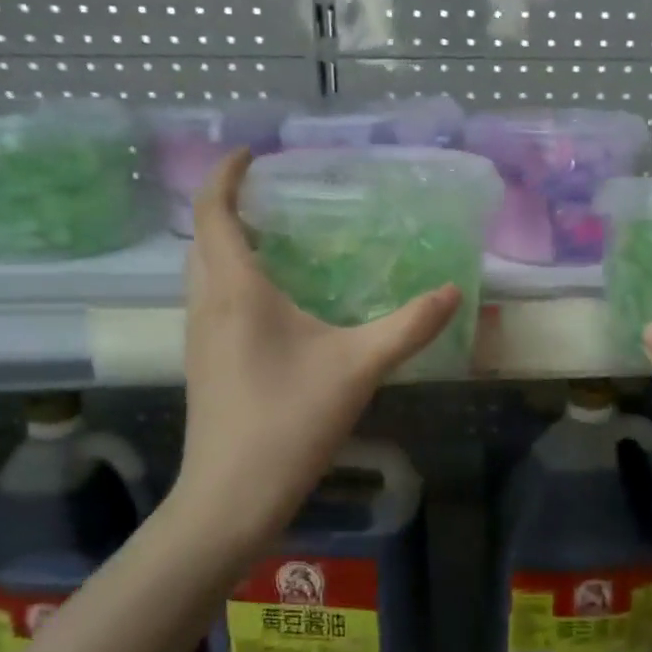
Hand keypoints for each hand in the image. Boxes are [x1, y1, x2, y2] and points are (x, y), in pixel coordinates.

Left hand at [175, 150, 460, 546]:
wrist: (230, 497)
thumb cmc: (289, 422)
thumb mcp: (359, 368)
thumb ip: (408, 326)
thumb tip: (452, 292)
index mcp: (236, 290)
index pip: (214, 212)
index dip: (226, 175)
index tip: (250, 153)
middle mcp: (207, 305)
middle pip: (202, 239)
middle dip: (227, 207)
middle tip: (271, 198)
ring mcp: (199, 338)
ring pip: (202, 273)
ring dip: (226, 246)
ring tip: (273, 240)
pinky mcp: (204, 365)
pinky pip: (210, 302)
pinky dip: (231, 280)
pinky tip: (272, 304)